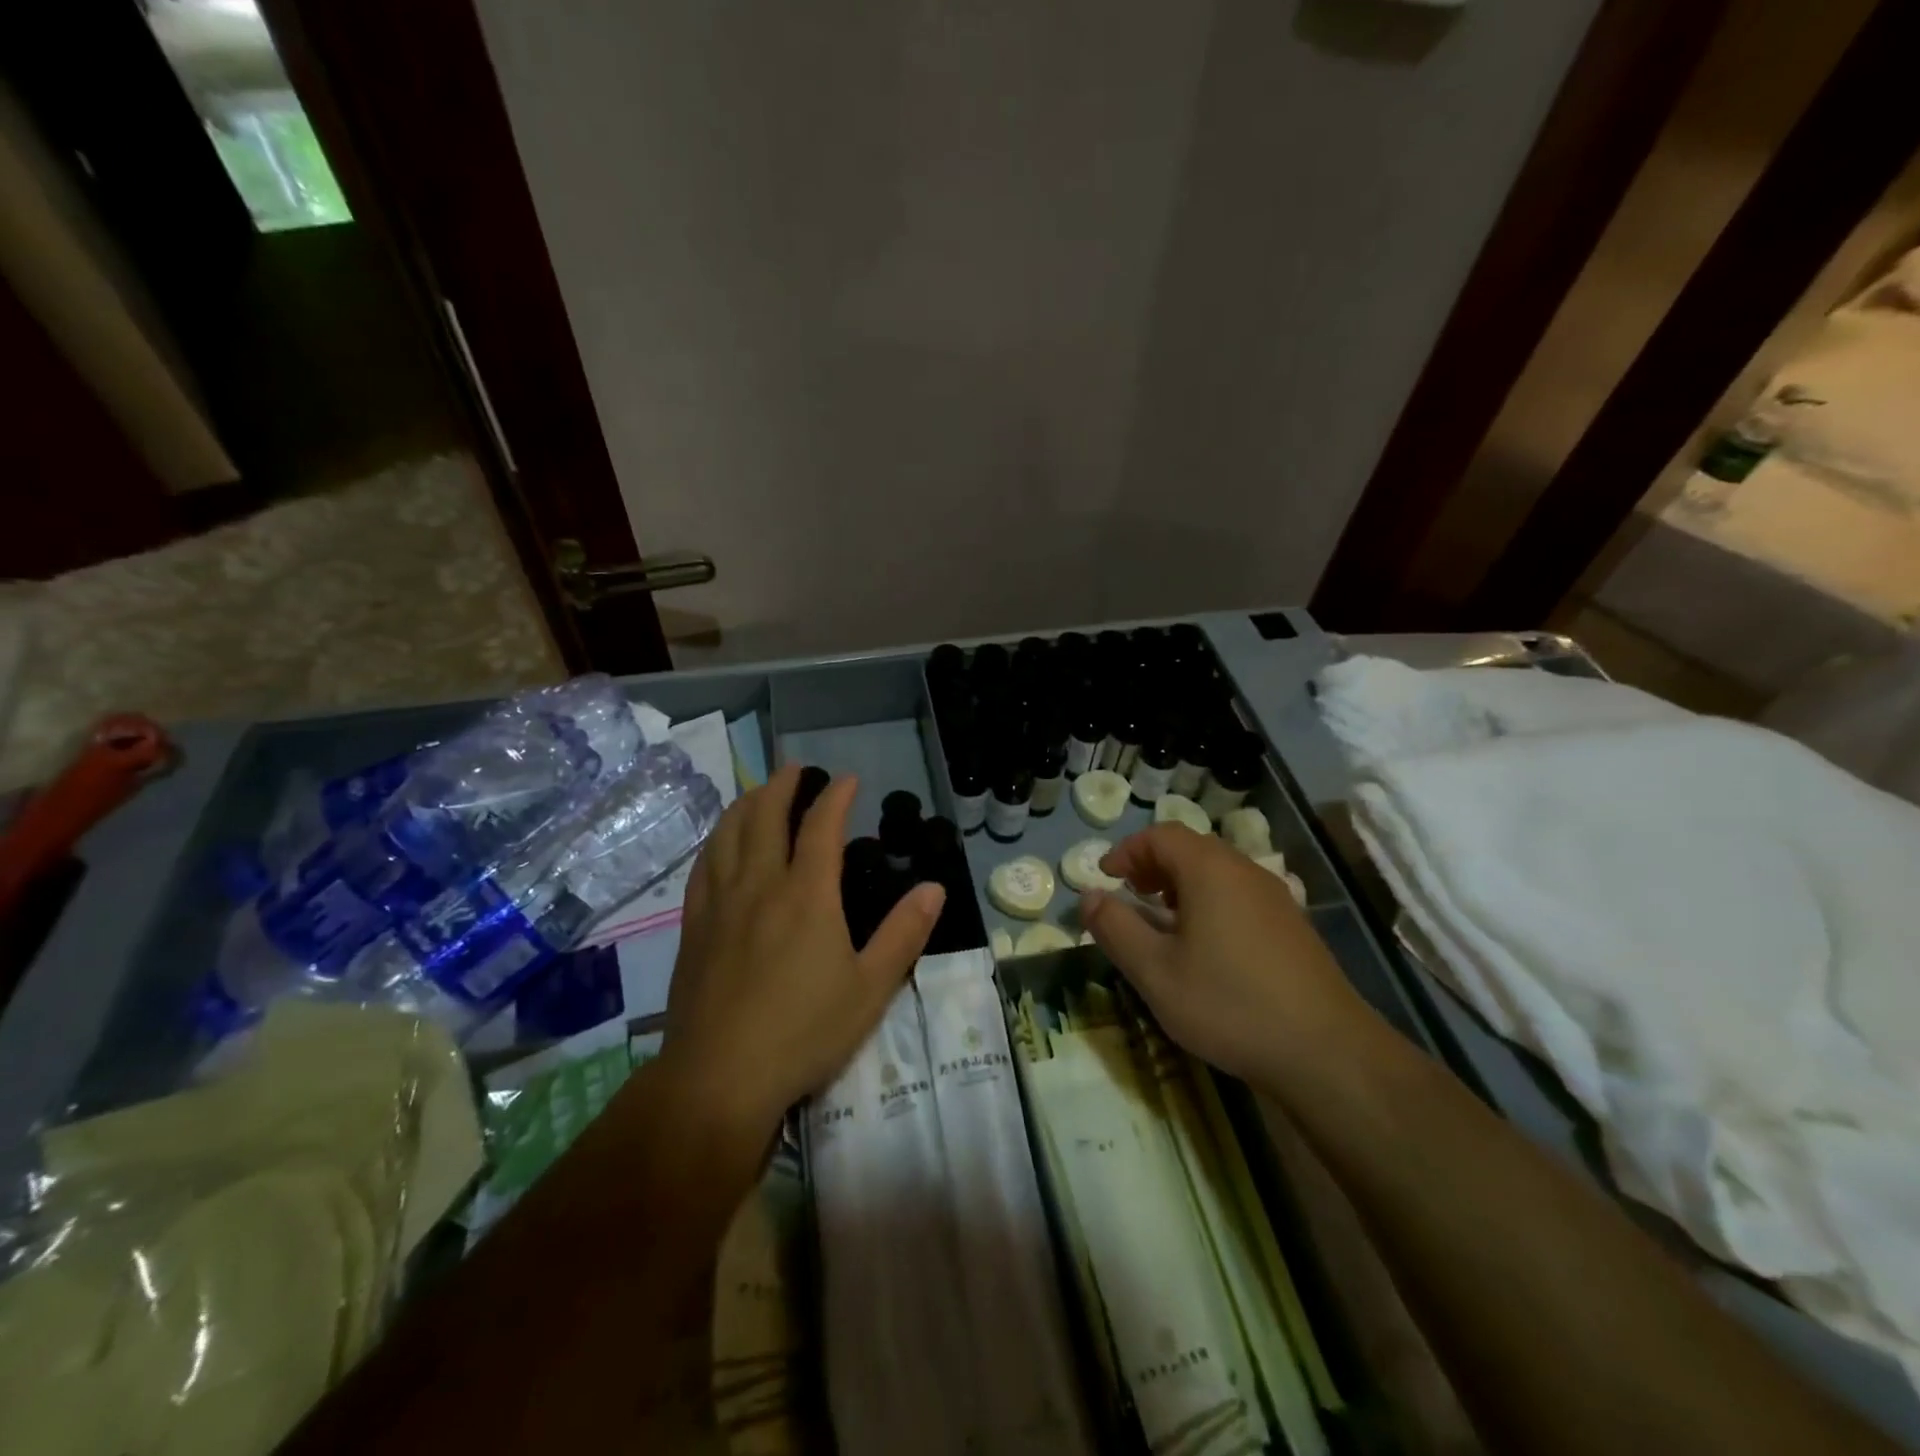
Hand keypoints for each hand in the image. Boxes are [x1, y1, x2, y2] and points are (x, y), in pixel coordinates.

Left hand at [661, 764, 945, 1142]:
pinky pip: (702, 866)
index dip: (836, 796)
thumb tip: (933, 888)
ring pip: (728, 834)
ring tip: (759, 791)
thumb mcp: (871, 988)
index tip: (848, 779)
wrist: (719, 1077)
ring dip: (746, 803)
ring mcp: (721, 903)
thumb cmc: (803, 1032)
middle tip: (796, 768)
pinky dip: (716, 839)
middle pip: (765, 816)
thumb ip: (903, 934)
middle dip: (783, 785)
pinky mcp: (694, 926)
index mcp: (807, 895)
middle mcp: (760, 885)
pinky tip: (720, 842)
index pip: (821, 826)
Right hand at [1079, 823, 1377, 1092]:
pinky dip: (1209, 900)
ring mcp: (1275, 897)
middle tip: (1129, 894)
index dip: (1127, 850)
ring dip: (1181, 883)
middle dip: (1152, 865)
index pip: (1161, 836)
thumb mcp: (1155, 972)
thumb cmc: (1229, 1004)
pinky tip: (1205, 944)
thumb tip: (1088, 896)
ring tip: (1161, 918)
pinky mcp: (1292, 924)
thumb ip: (1115, 928)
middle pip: (1191, 848)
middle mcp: (1245, 871)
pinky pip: (1239, 894)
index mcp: (1209, 870)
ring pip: (1217, 871)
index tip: (1105, 876)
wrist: (1327, 1051)